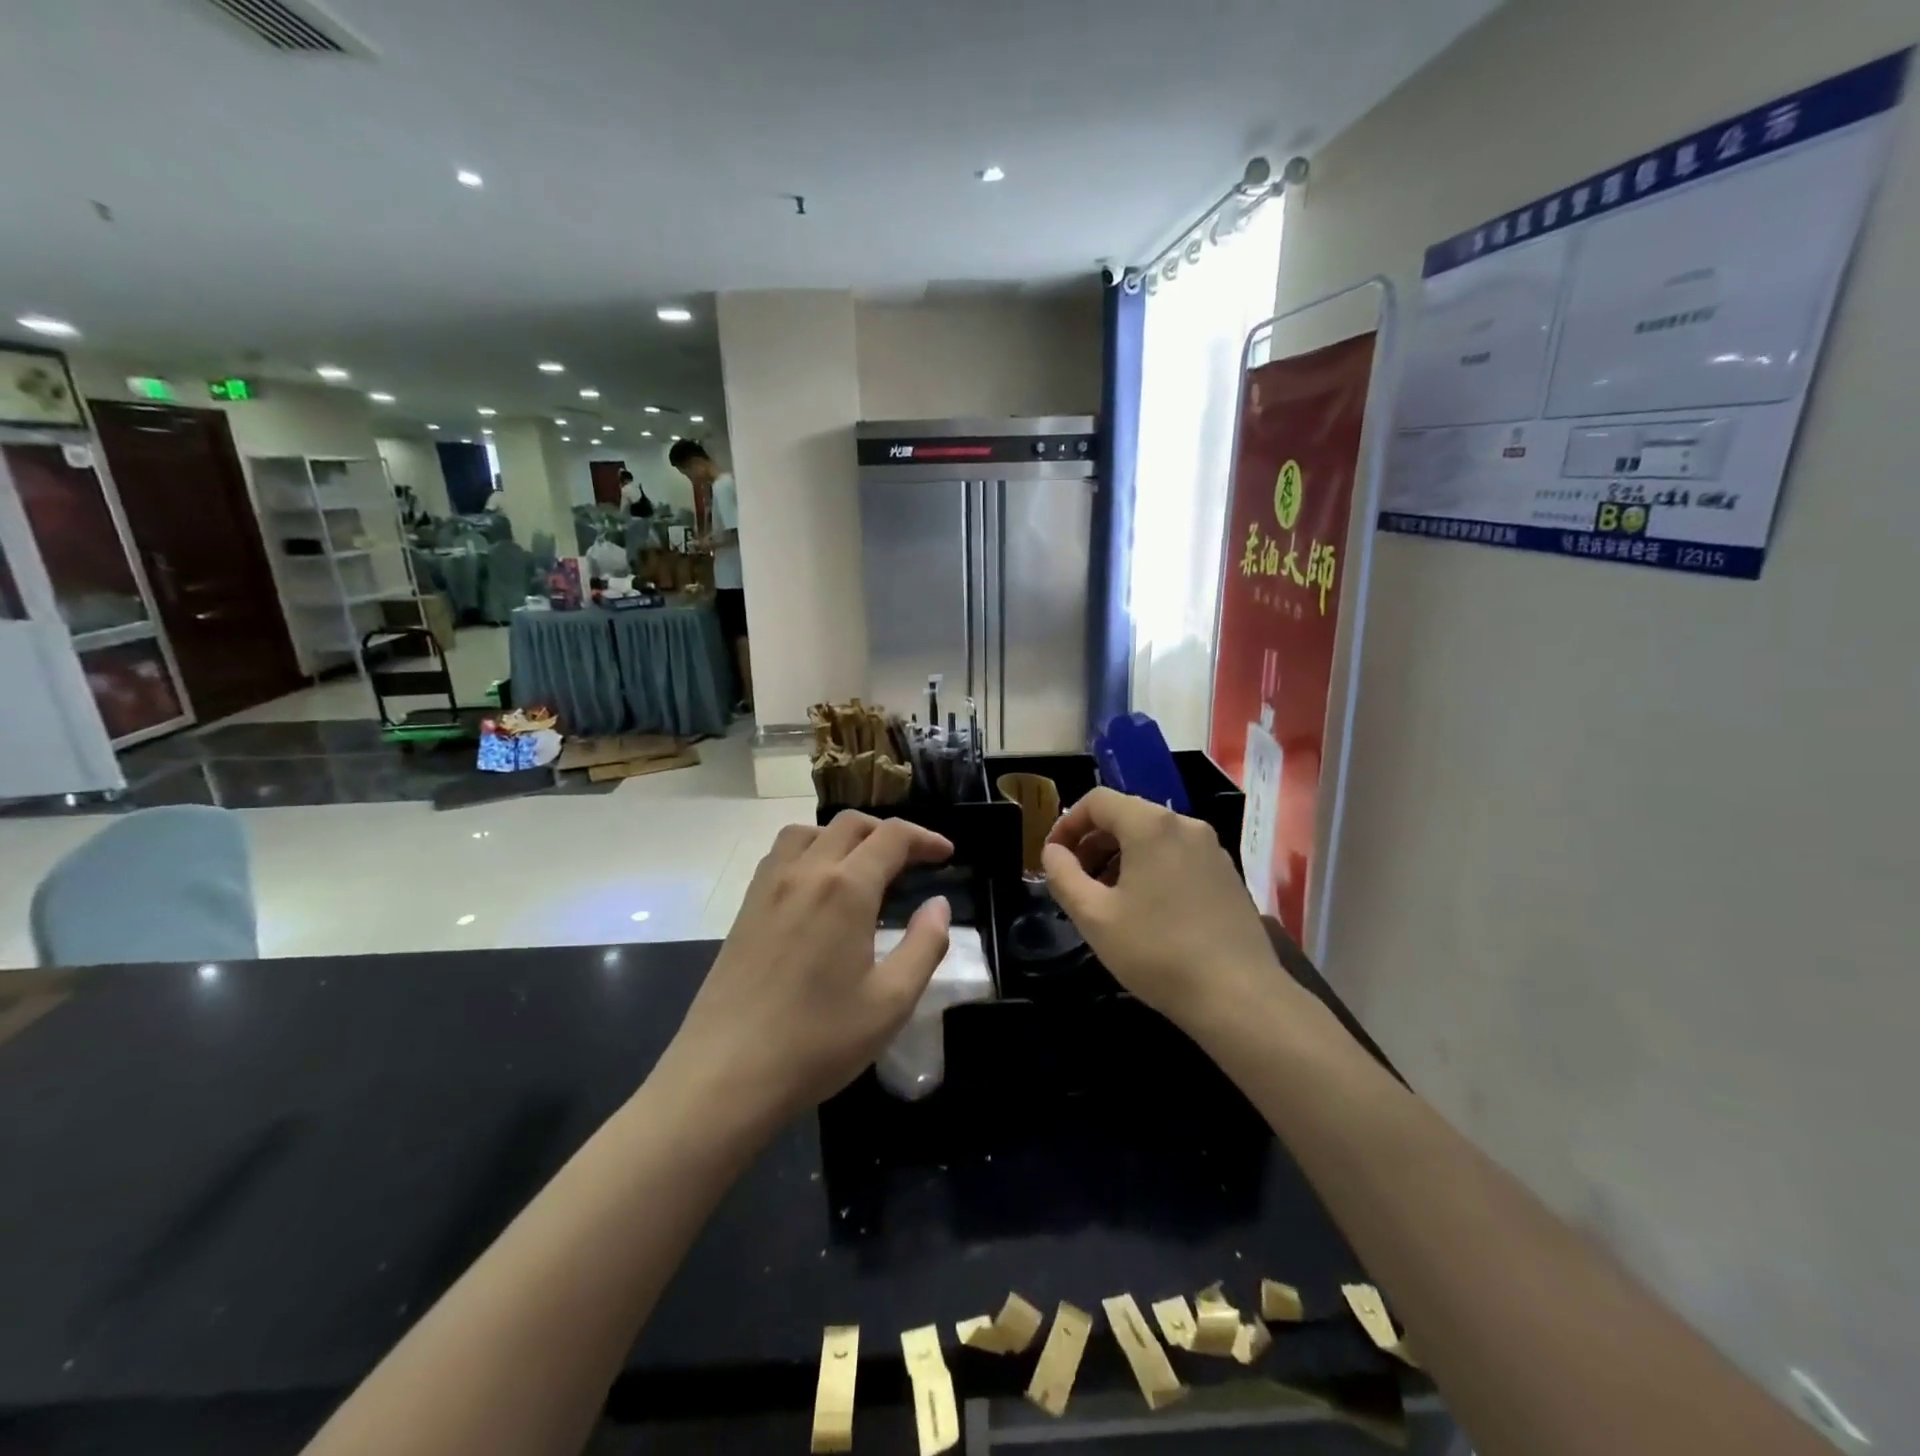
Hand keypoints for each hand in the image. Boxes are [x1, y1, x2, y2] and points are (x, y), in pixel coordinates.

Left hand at [665, 814, 954, 1121]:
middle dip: (888, 832)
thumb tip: (938, 905)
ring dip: (843, 836)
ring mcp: (768, 887)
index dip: (925, 838)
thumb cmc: (817, 1041)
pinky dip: (809, 851)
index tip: (946, 854)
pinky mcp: (745, 908)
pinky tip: (817, 890)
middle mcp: (805, 872)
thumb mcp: (891, 1002)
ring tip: (862, 868)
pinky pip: (780, 855)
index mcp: (845, 888)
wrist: (725, 1075)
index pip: (892, 837)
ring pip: (808, 831)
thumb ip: (924, 945)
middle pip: (850, 824)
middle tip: (913, 862)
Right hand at [1042, 788, 1284, 1030]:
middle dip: (1093, 842)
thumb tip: (1053, 852)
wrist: (1239, 996)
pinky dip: (1150, 868)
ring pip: (1153, 837)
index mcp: (1151, 825)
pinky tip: (1146, 910)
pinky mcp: (1227, 874)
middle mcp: (1185, 825)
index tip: (1053, 857)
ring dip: (1120, 857)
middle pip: (1126, 815)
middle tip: (1076, 880)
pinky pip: (1177, 855)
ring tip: (1107, 899)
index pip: (1097, 801)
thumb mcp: (1094, 917)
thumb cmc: (1157, 952)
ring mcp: (1212, 849)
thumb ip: (1063, 876)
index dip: (1067, 823)